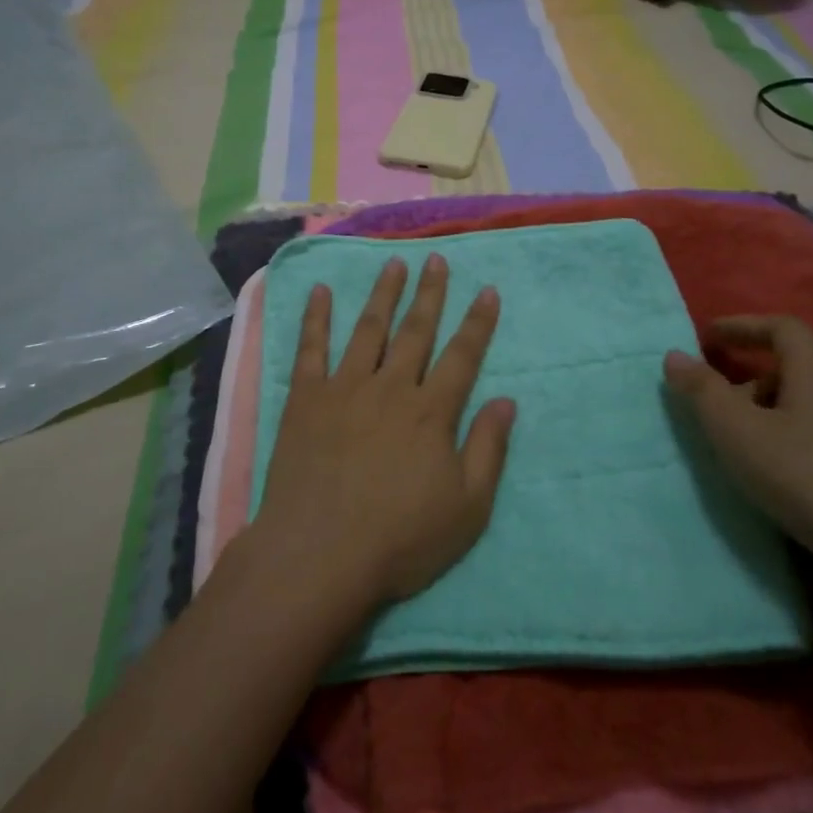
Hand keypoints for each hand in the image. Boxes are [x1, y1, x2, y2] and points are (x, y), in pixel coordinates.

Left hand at [254, 254, 516, 608]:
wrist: (320, 553)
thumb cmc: (400, 538)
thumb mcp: (466, 508)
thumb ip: (488, 450)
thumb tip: (507, 401)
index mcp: (430, 412)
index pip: (461, 356)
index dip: (477, 323)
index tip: (487, 290)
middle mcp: (390, 387)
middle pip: (416, 331)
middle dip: (430, 293)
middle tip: (436, 259)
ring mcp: (345, 388)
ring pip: (369, 329)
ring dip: (383, 294)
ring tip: (394, 263)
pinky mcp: (306, 399)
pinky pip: (311, 349)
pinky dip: (315, 318)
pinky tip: (319, 291)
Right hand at [664, 315, 812, 591]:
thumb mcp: (740, 433)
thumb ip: (703, 393)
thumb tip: (675, 356)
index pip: (782, 327)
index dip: (743, 326)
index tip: (709, 337)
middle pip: (797, 369)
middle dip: (752, 380)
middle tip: (719, 409)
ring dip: (775, 417)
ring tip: (747, 451)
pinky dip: (800, 446)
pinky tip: (788, 483)